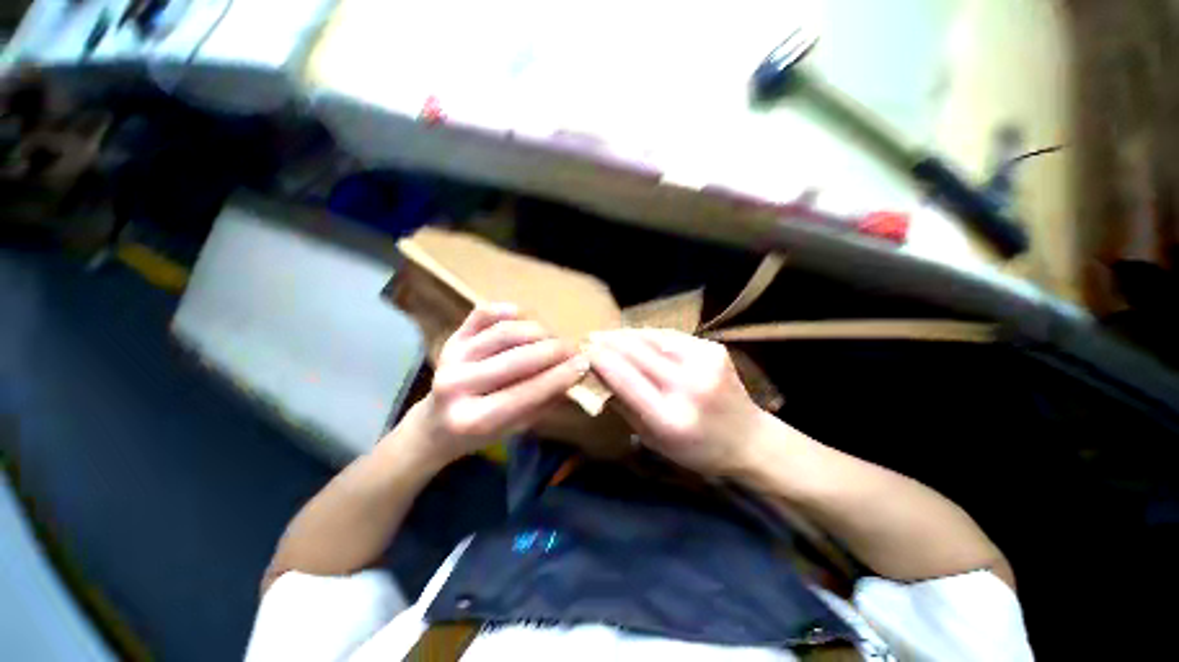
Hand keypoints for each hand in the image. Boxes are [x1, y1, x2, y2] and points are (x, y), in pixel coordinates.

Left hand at [406, 303, 589, 465]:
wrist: (434, 425)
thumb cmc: (479, 433)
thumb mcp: (515, 429)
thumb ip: (544, 402)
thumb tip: (575, 376)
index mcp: (473, 419)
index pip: (526, 392)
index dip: (560, 376)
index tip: (585, 364)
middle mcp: (457, 386)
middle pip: (517, 359)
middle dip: (554, 351)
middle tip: (573, 349)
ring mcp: (451, 357)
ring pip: (504, 333)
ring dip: (538, 331)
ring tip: (554, 338)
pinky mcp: (451, 338)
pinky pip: (481, 315)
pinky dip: (506, 310)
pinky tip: (524, 315)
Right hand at [587, 329, 773, 476]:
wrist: (748, 439)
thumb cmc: (696, 449)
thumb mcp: (653, 439)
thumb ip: (624, 406)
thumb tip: (597, 377)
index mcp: (671, 418)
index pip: (625, 379)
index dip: (601, 361)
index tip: (583, 352)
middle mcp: (689, 386)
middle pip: (637, 353)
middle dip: (609, 342)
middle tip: (590, 338)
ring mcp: (705, 363)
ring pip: (653, 339)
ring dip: (625, 335)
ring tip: (607, 335)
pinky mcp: (714, 349)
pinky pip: (671, 337)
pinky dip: (648, 335)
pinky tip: (634, 336)